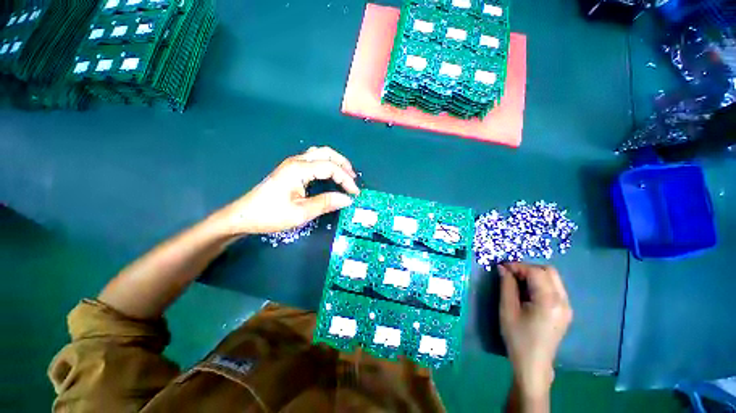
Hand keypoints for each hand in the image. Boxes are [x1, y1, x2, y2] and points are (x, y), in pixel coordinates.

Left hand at [213, 147, 359, 235]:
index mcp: (299, 169)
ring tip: (345, 175)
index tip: (355, 193)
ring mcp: (292, 163)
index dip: (346, 179)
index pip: (330, 168)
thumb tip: (347, 199)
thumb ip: (326, 203)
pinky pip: (313, 159)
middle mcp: (296, 161)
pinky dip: (326, 164)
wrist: (244, 216)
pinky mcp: (290, 169)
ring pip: (319, 153)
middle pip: (326, 153)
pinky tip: (330, 174)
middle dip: (343, 164)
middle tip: (353, 179)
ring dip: (335, 162)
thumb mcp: (301, 213)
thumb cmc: (271, 215)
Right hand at [499, 263, 572, 399]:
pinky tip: (527, 292)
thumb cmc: (518, 338)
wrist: (533, 364)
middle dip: (527, 268)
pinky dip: (540, 283)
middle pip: (549, 271)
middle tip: (510, 274)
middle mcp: (563, 301)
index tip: (502, 267)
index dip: (518, 266)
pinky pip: (554, 288)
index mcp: (549, 302)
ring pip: (552, 278)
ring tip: (516, 282)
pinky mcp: (565, 311)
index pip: (536, 272)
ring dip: (534, 275)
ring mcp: (567, 307)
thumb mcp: (507, 309)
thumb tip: (502, 268)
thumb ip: (506, 285)